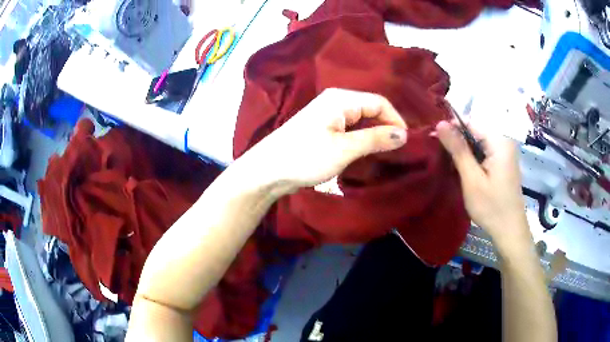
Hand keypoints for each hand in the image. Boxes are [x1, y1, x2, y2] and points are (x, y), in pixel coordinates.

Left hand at [244, 88, 407, 192]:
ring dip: (375, 135)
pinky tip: (369, 152)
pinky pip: (351, 129)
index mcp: (341, 99)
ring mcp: (328, 115)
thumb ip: (375, 139)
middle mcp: (336, 101)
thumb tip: (404, 134)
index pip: (379, 102)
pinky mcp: (324, 128)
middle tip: (400, 150)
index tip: (408, 143)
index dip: (396, 120)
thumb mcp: (344, 149)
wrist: (267, 171)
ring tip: (388, 153)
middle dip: (387, 127)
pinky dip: (362, 139)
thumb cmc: (305, 157)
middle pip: (371, 109)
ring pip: (362, 120)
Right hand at [435, 120, 531, 251]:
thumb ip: (458, 149)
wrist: (510, 231)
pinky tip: (466, 173)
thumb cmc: (491, 207)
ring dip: (464, 153)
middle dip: (458, 142)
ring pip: (478, 143)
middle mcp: (504, 141)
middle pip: (475, 132)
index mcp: (499, 141)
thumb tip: (441, 122)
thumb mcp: (472, 179)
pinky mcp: (503, 163)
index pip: (470, 122)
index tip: (434, 141)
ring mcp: (505, 153)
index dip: (451, 129)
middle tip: (443, 160)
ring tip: (452, 168)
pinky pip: (484, 153)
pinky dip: (473, 160)